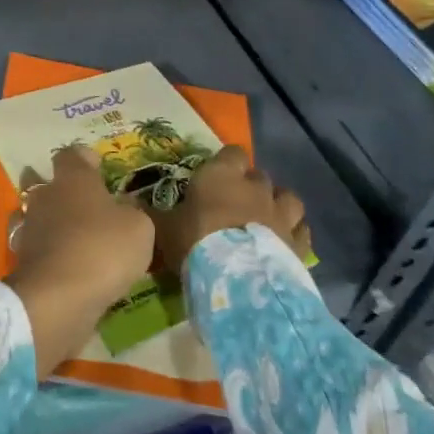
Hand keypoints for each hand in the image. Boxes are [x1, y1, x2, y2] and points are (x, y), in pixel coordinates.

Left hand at [4, 145, 154, 375]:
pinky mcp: (23, 259)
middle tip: (89, 206)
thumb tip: (126, 209)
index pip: (72, 154)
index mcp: (73, 178)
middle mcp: (46, 195)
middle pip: (48, 182)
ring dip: (55, 222)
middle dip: (65, 191)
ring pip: (40, 215)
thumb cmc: (103, 249)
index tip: (99, 168)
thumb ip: (133, 213)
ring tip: (78, 238)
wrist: (59, 298)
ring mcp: (30, 228)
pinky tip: (69, 264)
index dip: (86, 158)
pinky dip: (51, 251)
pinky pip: (39, 247)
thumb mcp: (139, 228)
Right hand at [151, 145, 309, 280]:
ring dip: (278, 204)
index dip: (226, 163)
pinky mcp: (298, 242)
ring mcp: (281, 214)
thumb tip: (130, 207)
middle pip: (259, 175)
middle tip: (235, 204)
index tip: (215, 177)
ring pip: (288, 197)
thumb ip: (153, 216)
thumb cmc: (195, 243)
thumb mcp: (163, 230)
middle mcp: (255, 188)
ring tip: (266, 218)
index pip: (232, 153)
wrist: (237, 280)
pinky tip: (285, 243)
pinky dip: (295, 233)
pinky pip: (302, 230)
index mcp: (222, 175)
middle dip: (250, 186)